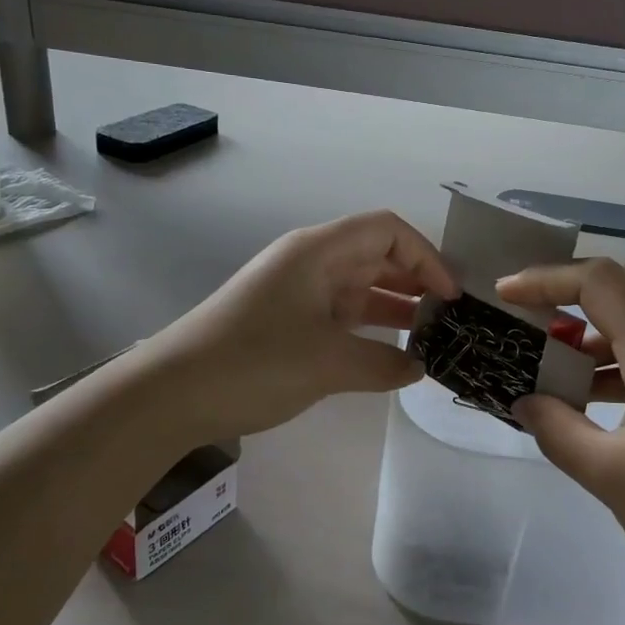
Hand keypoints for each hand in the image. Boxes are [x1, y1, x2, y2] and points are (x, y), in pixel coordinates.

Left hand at [146, 211, 458, 440]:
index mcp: (318, 252)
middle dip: (416, 280)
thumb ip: (383, 363)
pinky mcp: (287, 322)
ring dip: (395, 306)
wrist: (173, 393)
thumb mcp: (328, 364)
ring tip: (432, 335)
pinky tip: (391, 353)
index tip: (450, 296)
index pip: (387, 230)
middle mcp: (309, 263)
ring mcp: (296, 293)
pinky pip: (340, 316)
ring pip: (359, 288)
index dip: (426, 256)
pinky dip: (368, 329)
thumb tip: (417, 367)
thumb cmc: (254, 362)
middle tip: (451, 317)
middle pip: (375, 256)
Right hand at [498, 260, 624, 612]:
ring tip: (552, 359)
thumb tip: (523, 402)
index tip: (504, 296)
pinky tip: (594, 392)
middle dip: (568, 293)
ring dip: (594, 325)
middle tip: (526, 320)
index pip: (598, 281)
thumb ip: (557, 430)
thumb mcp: (611, 477)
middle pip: (623, 283)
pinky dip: (620, 350)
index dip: (546, 280)